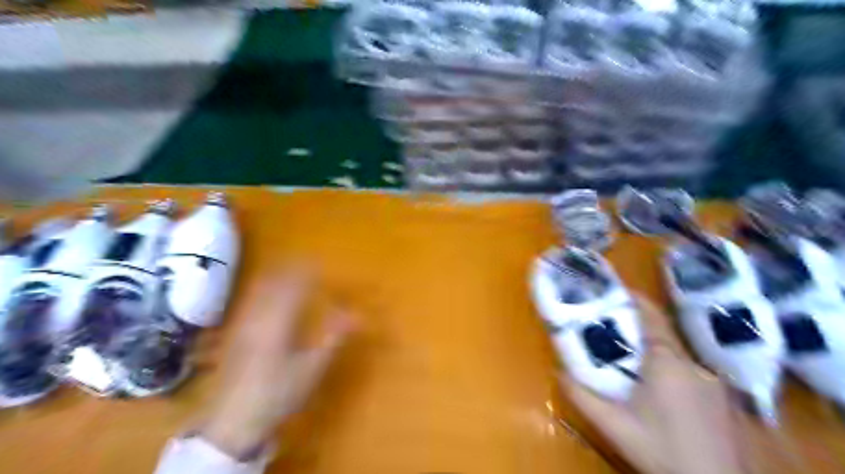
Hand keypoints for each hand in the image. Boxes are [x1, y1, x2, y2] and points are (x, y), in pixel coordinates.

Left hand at [203, 268, 352, 456]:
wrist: (233, 421)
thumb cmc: (278, 392)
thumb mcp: (312, 368)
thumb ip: (334, 337)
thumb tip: (358, 315)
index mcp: (278, 321)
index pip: (294, 287)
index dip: (306, 271)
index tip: (319, 261)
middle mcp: (258, 317)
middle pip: (273, 284)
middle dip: (289, 269)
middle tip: (305, 261)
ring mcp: (242, 325)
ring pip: (259, 291)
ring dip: (275, 277)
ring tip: (288, 270)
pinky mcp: (235, 335)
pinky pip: (250, 302)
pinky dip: (262, 291)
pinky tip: (266, 295)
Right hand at [559, 296, 744, 472]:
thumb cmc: (661, 450)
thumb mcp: (613, 426)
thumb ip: (582, 396)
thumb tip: (557, 371)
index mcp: (667, 363)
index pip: (652, 318)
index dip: (636, 299)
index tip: (618, 289)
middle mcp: (693, 365)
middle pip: (662, 334)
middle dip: (638, 326)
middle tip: (613, 328)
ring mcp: (712, 381)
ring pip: (676, 354)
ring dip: (653, 350)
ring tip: (631, 360)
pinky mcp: (721, 398)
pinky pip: (689, 370)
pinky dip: (670, 368)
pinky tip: (659, 389)